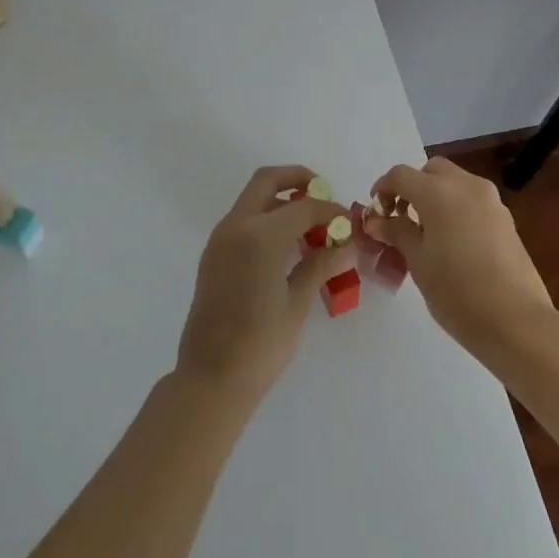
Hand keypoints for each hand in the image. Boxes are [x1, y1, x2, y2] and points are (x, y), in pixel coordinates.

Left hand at [175, 166, 350, 404]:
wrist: (211, 378)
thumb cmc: (260, 344)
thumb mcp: (297, 303)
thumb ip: (320, 265)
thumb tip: (346, 245)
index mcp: (259, 235)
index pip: (302, 206)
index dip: (329, 209)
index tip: (347, 221)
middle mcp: (236, 226)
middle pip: (267, 181)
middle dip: (297, 179)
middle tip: (322, 193)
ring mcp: (220, 238)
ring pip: (253, 198)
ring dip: (280, 199)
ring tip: (309, 223)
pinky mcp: (213, 253)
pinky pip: (243, 219)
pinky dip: (265, 217)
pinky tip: (286, 243)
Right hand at [367, 156, 553, 355]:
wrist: (517, 322)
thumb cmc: (457, 292)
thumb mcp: (418, 262)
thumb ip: (397, 232)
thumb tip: (378, 221)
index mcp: (439, 192)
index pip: (401, 175)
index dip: (383, 188)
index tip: (375, 211)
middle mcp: (466, 185)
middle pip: (431, 171)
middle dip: (412, 187)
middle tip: (401, 216)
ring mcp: (490, 201)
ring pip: (455, 182)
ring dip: (436, 196)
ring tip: (426, 232)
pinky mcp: (506, 219)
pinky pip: (472, 200)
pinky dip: (456, 208)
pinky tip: (452, 242)